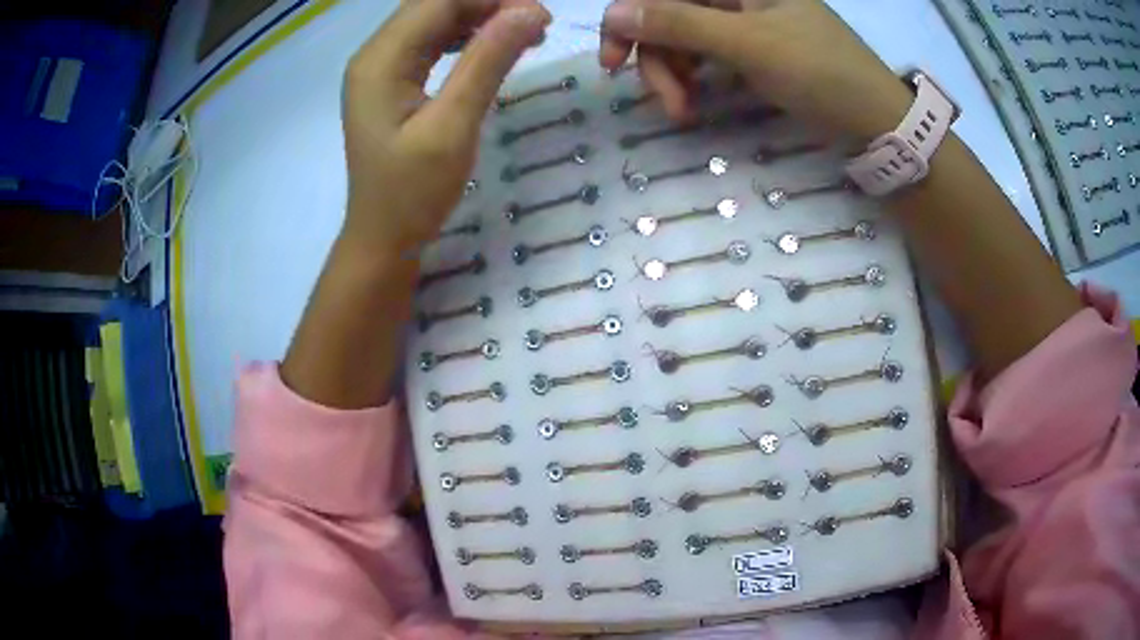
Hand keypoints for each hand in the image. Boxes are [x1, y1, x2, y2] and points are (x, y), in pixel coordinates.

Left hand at [342, 0, 549, 253]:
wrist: (383, 239)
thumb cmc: (413, 193)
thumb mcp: (453, 126)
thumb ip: (487, 62)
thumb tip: (529, 12)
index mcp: (380, 60)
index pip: (439, 2)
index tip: (541, 15)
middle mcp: (374, 55)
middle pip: (434, 5)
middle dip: (487, 5)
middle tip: (537, 23)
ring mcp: (380, 68)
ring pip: (434, 21)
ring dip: (479, 19)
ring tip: (524, 34)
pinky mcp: (391, 83)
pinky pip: (430, 43)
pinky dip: (465, 38)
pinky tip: (492, 47)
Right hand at [599, 0, 912, 140]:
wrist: (875, 119)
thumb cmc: (822, 73)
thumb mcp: (751, 45)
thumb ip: (680, 24)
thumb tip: (613, 12)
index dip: (629, 18)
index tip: (613, 62)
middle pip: (667, 13)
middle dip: (657, 57)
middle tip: (666, 103)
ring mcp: (740, 20)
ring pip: (681, 37)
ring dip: (673, 74)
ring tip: (685, 111)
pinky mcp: (747, 47)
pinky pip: (702, 54)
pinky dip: (692, 79)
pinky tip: (695, 103)